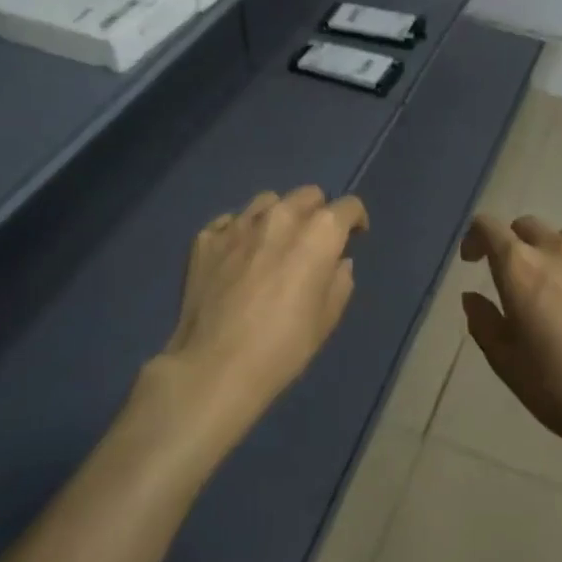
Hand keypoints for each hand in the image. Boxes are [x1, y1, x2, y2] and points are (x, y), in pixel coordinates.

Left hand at [158, 187, 368, 432]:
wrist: (215, 367)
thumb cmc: (283, 347)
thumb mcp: (326, 319)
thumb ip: (339, 281)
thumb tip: (338, 262)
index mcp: (318, 233)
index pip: (348, 206)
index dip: (355, 220)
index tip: (354, 237)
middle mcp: (279, 216)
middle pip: (308, 194)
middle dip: (317, 212)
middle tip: (313, 242)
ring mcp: (238, 224)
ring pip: (267, 201)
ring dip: (279, 216)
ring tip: (274, 244)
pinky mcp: (205, 238)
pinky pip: (231, 222)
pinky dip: (241, 233)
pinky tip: (239, 257)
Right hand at [458, 214, 561, 463]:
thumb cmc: (558, 387)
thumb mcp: (505, 361)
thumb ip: (483, 321)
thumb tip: (473, 297)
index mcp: (521, 267)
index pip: (488, 227)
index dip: (475, 238)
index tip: (473, 261)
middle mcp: (561, 251)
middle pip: (530, 226)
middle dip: (516, 244)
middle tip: (517, 278)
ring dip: (556, 257)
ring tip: (561, 293)